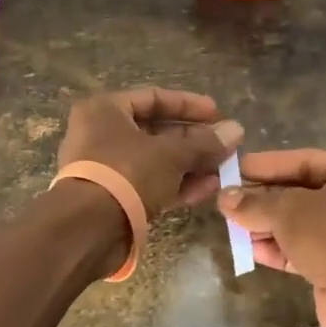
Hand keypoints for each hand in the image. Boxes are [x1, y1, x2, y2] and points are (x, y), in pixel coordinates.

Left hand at [56, 87, 243, 218]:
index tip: (218, 113)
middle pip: (156, 131)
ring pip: (156, 160)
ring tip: (224, 170)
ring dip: (190, 164)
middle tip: (226, 145)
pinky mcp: (114, 198)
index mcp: (105, 110)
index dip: (188, 105)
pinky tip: (207, 190)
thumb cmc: (126, 173)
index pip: (153, 97)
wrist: (88, 229)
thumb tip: (237, 130)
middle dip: (194, 139)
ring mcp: (106, 169)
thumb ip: (204, 143)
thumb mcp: (171, 154)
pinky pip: (150, 184)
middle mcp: (101, 135)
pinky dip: (177, 185)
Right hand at [219, 149, 325, 326]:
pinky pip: (304, 249)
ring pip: (301, 223)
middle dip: (264, 197)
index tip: (236, 169)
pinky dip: (278, 248)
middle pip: (302, 192)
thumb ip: (254, 203)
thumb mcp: (288, 211)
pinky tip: (249, 248)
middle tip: (229, 197)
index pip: (305, 160)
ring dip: (267, 225)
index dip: (269, 164)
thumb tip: (224, 197)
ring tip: (232, 223)